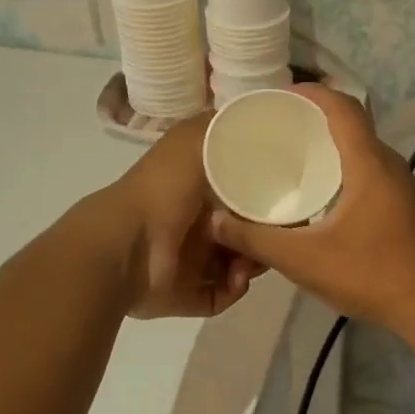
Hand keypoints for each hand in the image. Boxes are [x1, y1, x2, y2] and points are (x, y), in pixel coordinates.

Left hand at [102, 115, 264, 318]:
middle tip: (275, 235)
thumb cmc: (163, 189)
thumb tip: (251, 119)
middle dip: (265, 235)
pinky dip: (234, 288)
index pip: (242, 193)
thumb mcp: (193, 140)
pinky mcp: (188, 294)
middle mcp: (195, 225)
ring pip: (239, 264)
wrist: (127, 245)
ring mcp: (190, 262)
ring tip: (251, 259)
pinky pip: (223, 295)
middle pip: (246, 231)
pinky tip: (235, 278)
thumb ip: (221, 126)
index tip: (287, 196)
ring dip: (253, 263)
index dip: (266, 195)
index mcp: (195, 190)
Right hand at [207, 86, 414, 333]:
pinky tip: (318, 192)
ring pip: (360, 148)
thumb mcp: (304, 260)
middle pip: (350, 123)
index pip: (342, 106)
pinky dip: (341, 167)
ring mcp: (400, 184)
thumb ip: (256, 240)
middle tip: (273, 128)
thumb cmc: (370, 274)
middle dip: (312, 119)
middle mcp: (389, 164)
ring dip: (328, 144)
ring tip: (289, 155)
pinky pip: (367, 169)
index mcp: (369, 163)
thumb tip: (216, 220)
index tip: (276, 96)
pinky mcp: (402, 203)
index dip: (310, 92)